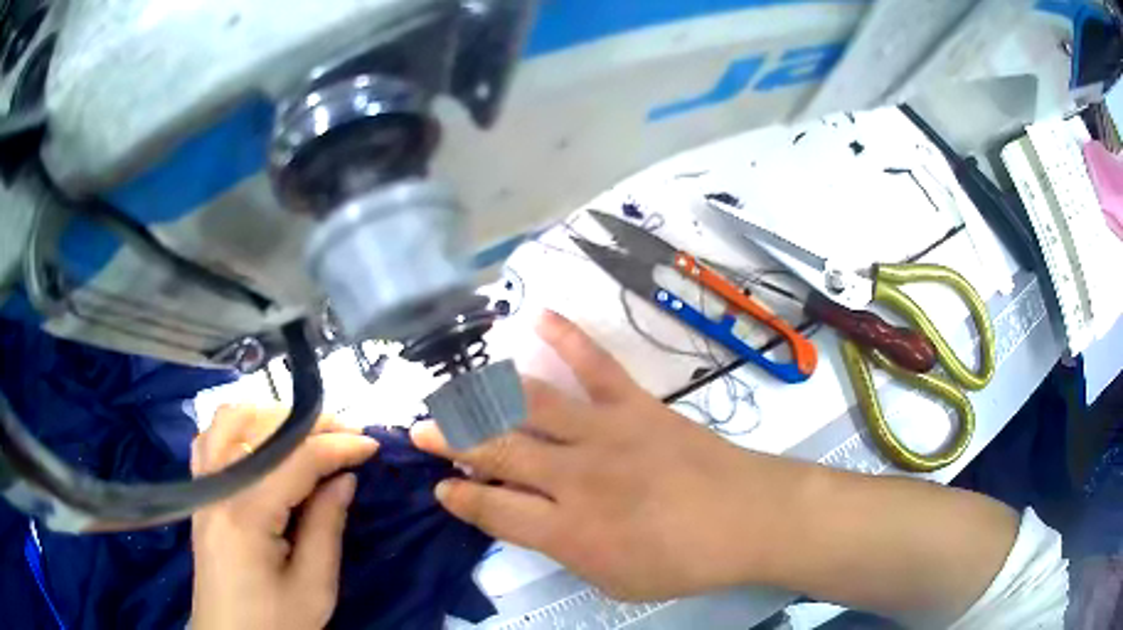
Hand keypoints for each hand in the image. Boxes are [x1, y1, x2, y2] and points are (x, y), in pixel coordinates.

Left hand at [191, 406, 378, 629]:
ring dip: (270, 418)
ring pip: (229, 421)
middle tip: (345, 437)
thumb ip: (326, 526)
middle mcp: (216, 486)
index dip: (338, 446)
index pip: (295, 460)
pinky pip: (211, 439)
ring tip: (305, 436)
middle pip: (260, 427)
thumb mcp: (314, 587)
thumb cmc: (275, 622)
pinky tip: (260, 444)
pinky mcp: (199, 493)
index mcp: (245, 513)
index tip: (372, 445)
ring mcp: (202, 485)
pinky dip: (239, 429)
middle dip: (307, 424)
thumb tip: (345, 478)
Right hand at [411, 312, 806, 600]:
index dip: (460, 497)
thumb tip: (535, 524)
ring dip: (485, 396)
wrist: (749, 518)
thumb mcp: (616, 581)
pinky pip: (595, 365)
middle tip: (422, 431)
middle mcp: (575, 477)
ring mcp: (605, 433)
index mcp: (568, 530)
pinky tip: (538, 315)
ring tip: (453, 389)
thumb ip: (568, 552)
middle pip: (498, 451)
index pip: (492, 509)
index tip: (441, 487)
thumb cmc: (685, 562)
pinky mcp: (636, 406)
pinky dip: (566, 337)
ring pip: (530, 405)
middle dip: (451, 440)